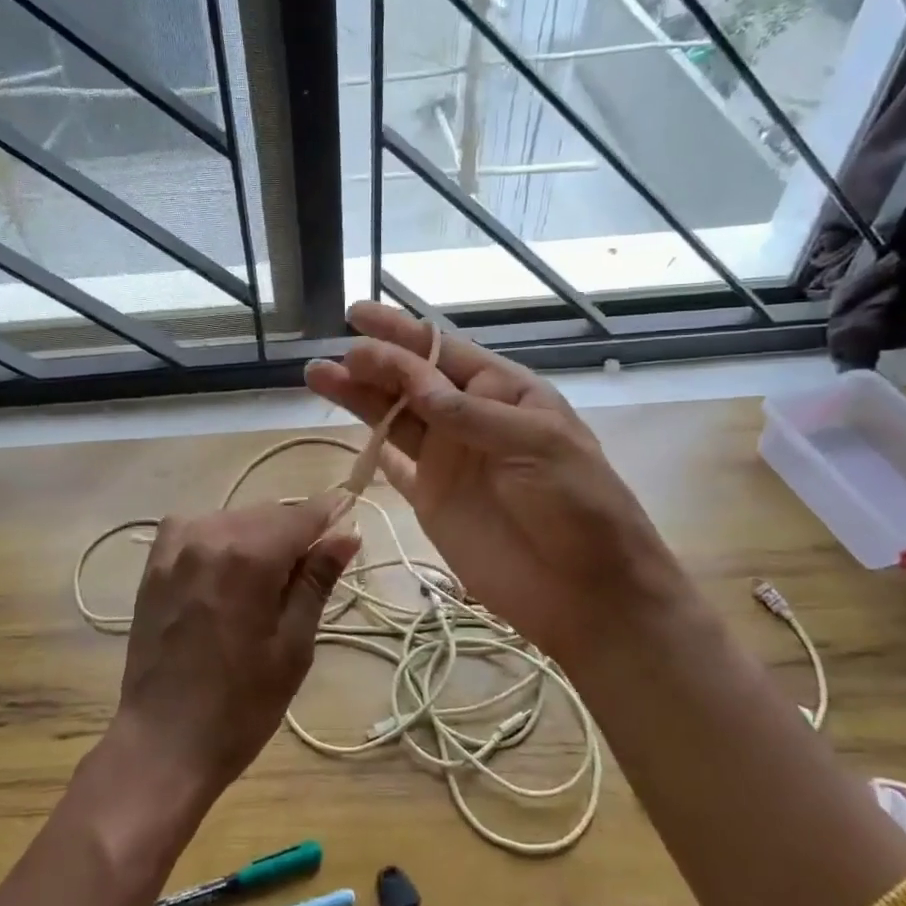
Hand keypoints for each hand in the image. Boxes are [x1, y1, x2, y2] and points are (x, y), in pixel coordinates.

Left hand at [112, 496, 361, 799]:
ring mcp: (176, 547)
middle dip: (295, 533)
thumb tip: (348, 533)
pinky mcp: (154, 563)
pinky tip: (225, 569)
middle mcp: (210, 536)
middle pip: (268, 514)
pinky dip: (219, 538)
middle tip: (310, 573)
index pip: (302, 514)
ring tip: (266, 582)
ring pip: (234, 519)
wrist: (164, 742)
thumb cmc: (241, 705)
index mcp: (250, 557)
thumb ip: (317, 581)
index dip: (331, 513)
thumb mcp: (294, 646)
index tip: (350, 516)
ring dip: (258, 536)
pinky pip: (197, 528)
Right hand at [305, 302, 691, 664]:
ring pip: (394, 418)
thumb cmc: (578, 504)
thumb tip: (412, 378)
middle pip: (411, 381)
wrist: (587, 590)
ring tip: (318, 376)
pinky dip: (371, 450)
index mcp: (504, 393)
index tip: (357, 316)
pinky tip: (344, 431)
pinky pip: (394, 466)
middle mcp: (469, 419)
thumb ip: (469, 414)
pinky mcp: (431, 499)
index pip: (444, 353)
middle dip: (372, 364)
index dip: (401, 333)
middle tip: (333, 359)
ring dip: (359, 398)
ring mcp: (448, 459)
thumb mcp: (535, 445)